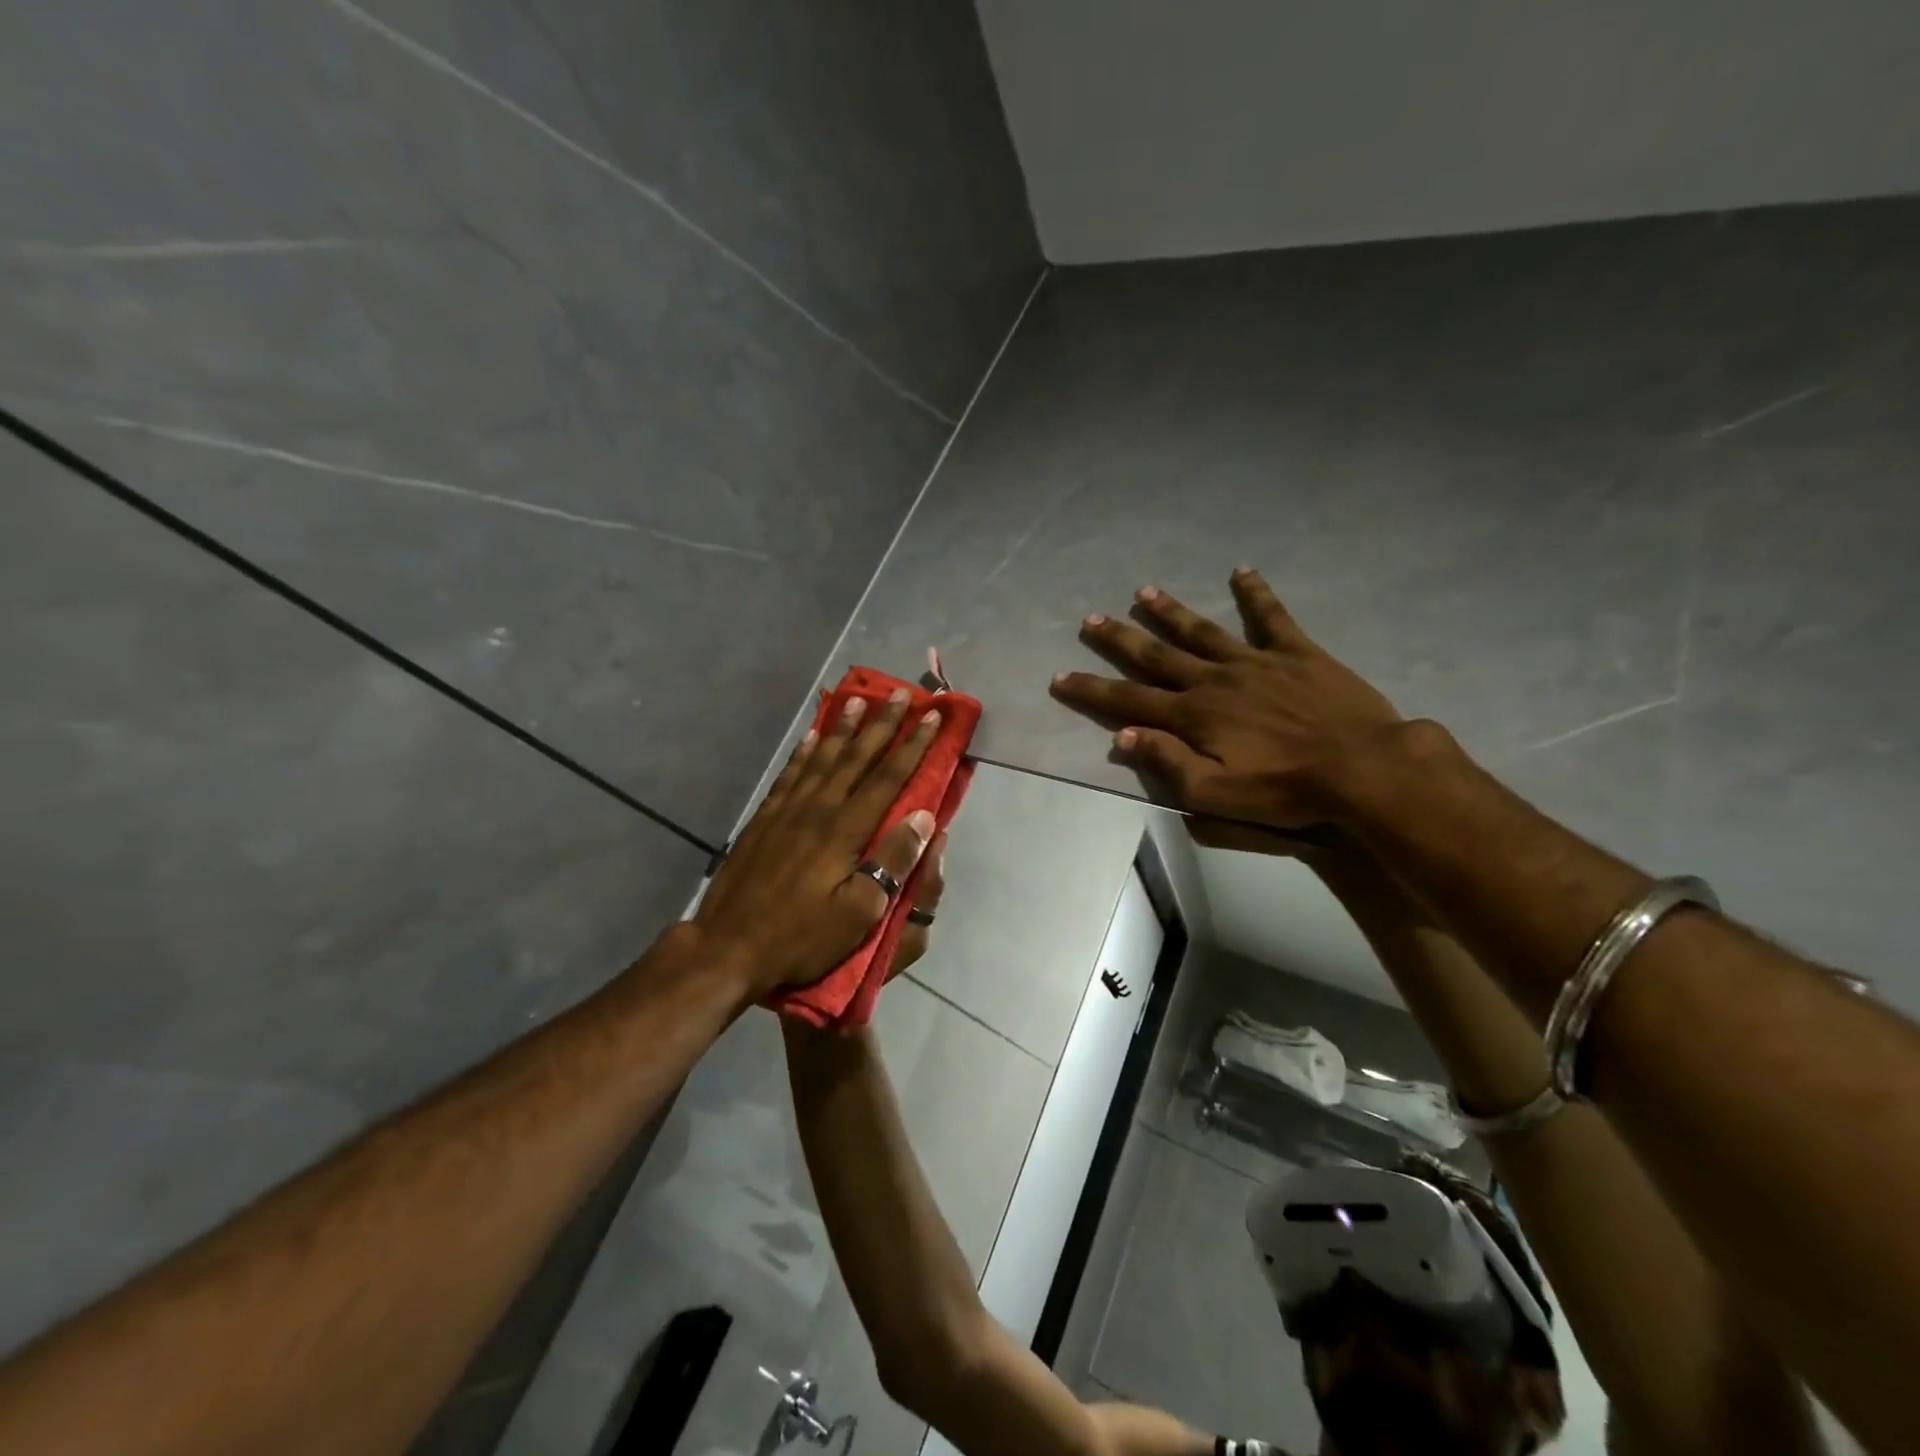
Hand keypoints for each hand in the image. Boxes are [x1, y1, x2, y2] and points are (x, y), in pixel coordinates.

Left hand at [695, 690, 940, 997]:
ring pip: (821, 758)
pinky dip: (803, 752)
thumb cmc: (800, 936)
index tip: (932, 717)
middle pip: (856, 758)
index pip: (888, 778)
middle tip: (898, 694)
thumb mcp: (858, 913)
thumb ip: (891, 862)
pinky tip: (811, 737)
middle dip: (881, 725)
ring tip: (856, 701)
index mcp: (845, 830)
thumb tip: (923, 817)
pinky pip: (789, 774)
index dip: (914, 746)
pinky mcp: (764, 819)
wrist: (728, 946)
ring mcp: (786, 811)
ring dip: (842, 729)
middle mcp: (818, 809)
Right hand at [1050, 567, 1406, 829]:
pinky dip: (1256, 593)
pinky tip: (1241, 571)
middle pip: (1157, 655)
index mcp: (1193, 716)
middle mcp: (1214, 681)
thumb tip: (1124, 736)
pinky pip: (1272, 617)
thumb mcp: (1216, 793)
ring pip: (1202, 630)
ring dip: (1170, 611)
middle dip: (1120, 639)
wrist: (1362, 768)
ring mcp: (1255, 662)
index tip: (1060, 677)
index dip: (1091, 690)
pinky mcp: (1296, 653)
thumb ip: (1168, 762)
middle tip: (1091, 619)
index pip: (1128, 701)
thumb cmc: (1284, 790)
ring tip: (1144, 591)